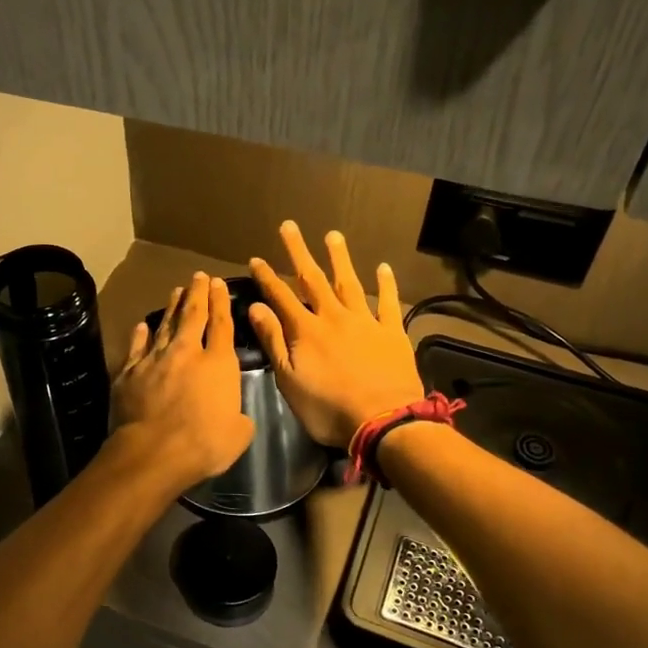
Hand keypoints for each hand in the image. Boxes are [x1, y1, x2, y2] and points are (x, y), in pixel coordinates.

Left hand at [110, 272, 254, 488]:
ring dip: (171, 306)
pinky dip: (140, 334)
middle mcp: (186, 352)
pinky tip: (142, 325)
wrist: (153, 452)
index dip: (221, 302)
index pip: (221, 324)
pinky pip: (136, 347)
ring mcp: (154, 359)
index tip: (219, 284)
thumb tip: (236, 416)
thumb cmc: (204, 444)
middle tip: (199, 276)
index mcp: (218, 363)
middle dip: (197, 293)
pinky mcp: (129, 372)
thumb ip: (239, 417)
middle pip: (192, 315)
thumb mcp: (238, 433)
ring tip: (176, 291)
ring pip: (164, 325)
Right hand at [248, 223, 424, 448]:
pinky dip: (386, 284)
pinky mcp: (392, 332)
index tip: (256, 258)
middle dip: (299, 252)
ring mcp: (365, 322)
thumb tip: (256, 307)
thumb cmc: (329, 408)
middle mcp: (334, 317)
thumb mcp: (290, 380)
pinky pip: (388, 302)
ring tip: (333, 235)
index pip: (281, 296)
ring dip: (339, 258)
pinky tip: (383, 267)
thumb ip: (274, 341)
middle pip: (313, 279)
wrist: (384, 421)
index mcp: (306, 330)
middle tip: (290, 226)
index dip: (267, 277)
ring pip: (349, 283)